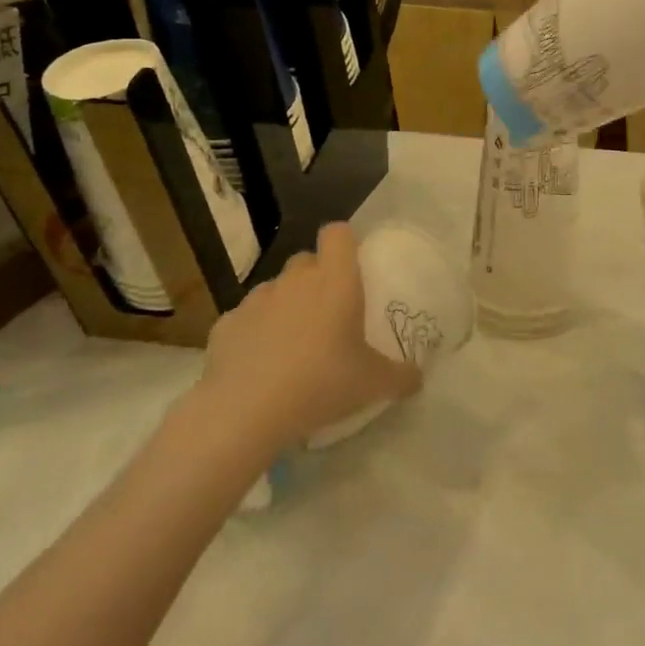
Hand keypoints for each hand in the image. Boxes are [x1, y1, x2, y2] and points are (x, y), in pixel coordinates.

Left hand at [195, 224, 421, 448]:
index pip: (338, 234)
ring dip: (285, 306)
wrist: (245, 412)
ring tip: (292, 344)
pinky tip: (259, 366)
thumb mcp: (373, 384)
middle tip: (328, 314)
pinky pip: (246, 319)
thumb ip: (401, 376)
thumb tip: (418, 378)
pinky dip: (254, 333)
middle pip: (306, 260)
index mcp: (335, 281)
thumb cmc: (320, 383)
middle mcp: (295, 280)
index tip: (353, 266)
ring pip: (276, 289)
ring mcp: (256, 300)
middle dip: (316, 278)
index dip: (345, 243)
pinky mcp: (226, 324)